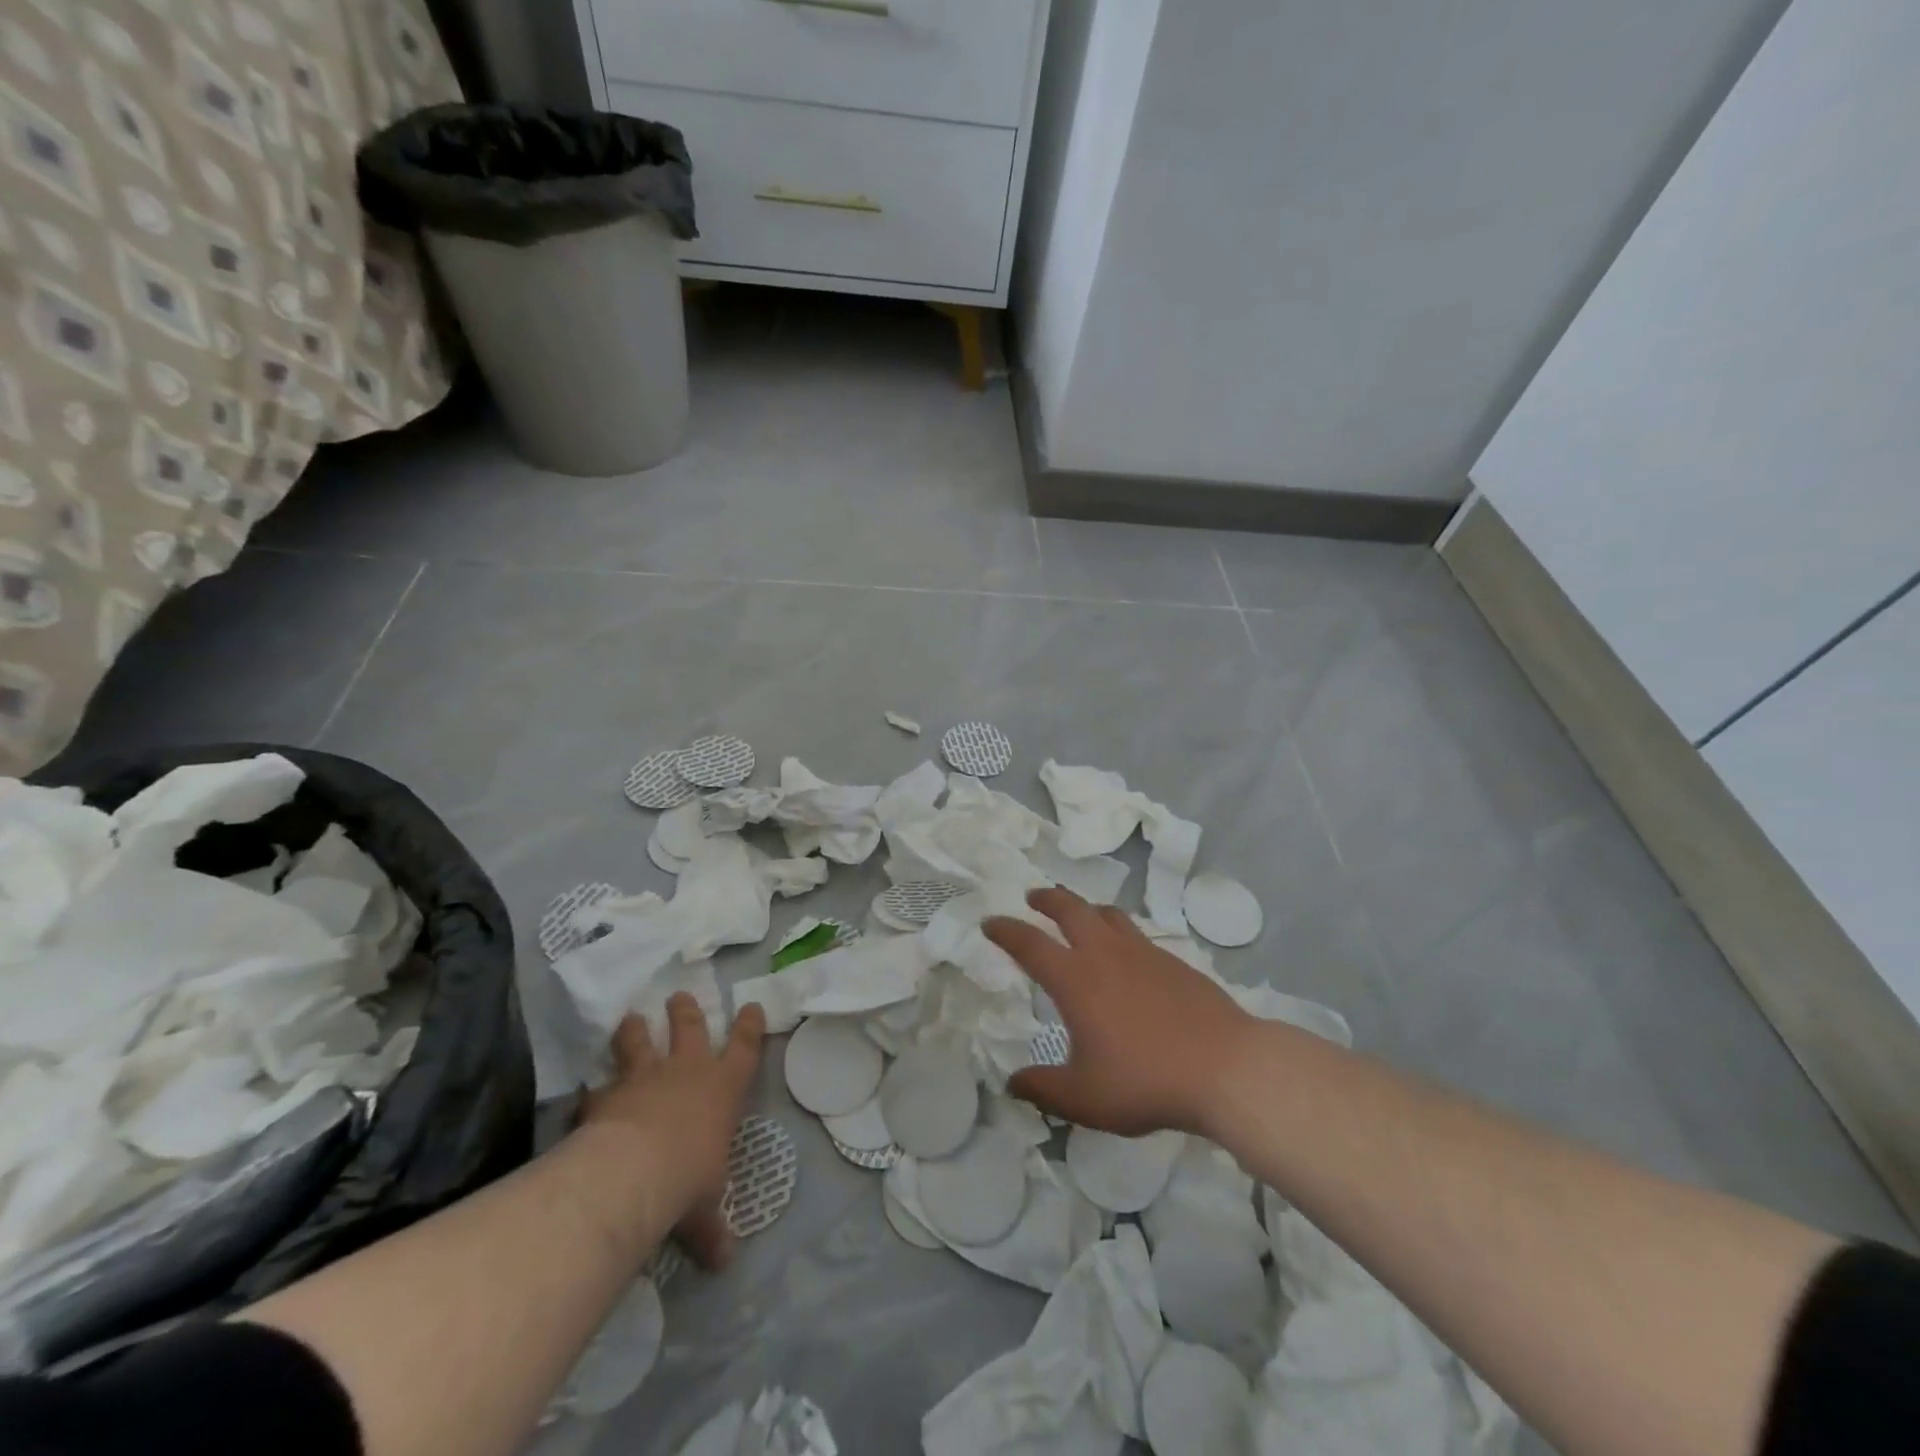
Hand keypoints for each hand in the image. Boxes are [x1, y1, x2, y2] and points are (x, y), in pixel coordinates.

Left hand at [580, 994, 764, 1268]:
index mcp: (723, 1089)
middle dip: (686, 1011)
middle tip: (679, 996)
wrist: (634, 1172)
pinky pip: (598, 1086)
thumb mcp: (704, 1210)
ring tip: (630, 1018)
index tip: (750, 1005)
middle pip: (690, 1028)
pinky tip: (584, 1090)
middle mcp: (687, 1071)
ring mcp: (645, 1077)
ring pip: (641, 1041)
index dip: (750, 1026)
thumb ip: (711, 1231)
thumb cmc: (687, 1180)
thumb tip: (724, 1263)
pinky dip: (593, 1088)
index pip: (745, 1048)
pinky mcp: (607, 1094)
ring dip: (636, 1029)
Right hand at [985, 888, 1253, 1136]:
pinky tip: (1125, 952)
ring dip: (1084, 907)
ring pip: (1107, 914)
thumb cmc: (1146, 1081)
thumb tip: (1012, 1083)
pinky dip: (1117, 930)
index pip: (1029, 944)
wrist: (1226, 1068)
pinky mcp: (1173, 960)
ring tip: (1078, 914)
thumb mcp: (1085, 1098)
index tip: (990, 922)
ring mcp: (1143, 953)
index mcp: (1075, 979)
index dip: (1005, 930)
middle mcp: (1105, 954)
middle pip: (1070, 909)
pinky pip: (1135, 932)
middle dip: (1047, 899)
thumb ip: (1043, 1090)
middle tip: (1034, 898)